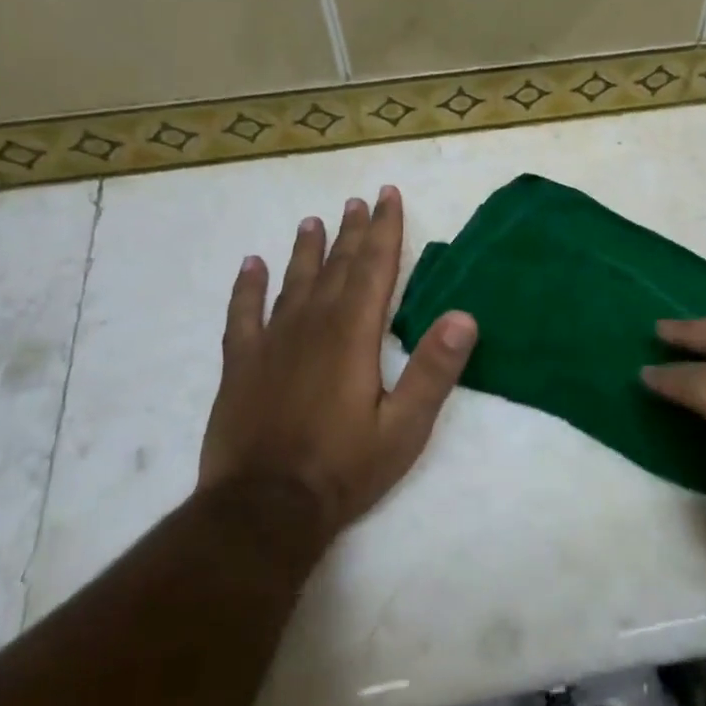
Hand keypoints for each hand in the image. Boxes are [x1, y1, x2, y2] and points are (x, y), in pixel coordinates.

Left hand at [198, 186, 477, 542]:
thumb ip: (434, 369)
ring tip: (313, 220)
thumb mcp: (404, 426)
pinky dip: (247, 287)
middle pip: (337, 266)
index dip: (384, 229)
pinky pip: (243, 313)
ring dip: (306, 250)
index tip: (387, 196)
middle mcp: (312, 324)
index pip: (374, 267)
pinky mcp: (241, 364)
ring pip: (293, 282)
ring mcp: (272, 342)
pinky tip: (251, 265)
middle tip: (358, 201)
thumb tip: (464, 315)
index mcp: (353, 333)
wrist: (263, 509)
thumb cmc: (343, 468)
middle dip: (351, 232)